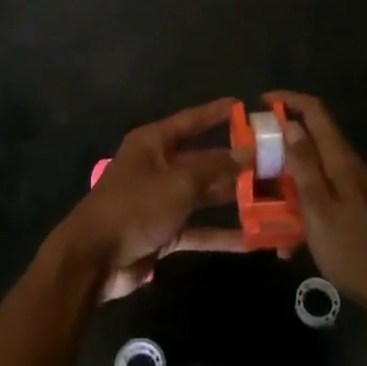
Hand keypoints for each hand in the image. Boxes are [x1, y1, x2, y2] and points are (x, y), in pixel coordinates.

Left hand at [55, 98, 253, 301]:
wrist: (93, 258)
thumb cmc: (134, 207)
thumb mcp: (178, 182)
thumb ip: (214, 167)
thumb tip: (246, 152)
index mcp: (154, 143)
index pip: (191, 121)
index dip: (217, 113)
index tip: (245, 107)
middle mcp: (158, 166)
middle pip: (203, 160)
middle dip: (235, 162)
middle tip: (273, 162)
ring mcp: (161, 200)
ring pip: (204, 195)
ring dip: (233, 199)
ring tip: (272, 198)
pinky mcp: (164, 231)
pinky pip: (199, 228)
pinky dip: (222, 234)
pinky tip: (253, 239)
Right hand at [269, 91, 366, 316]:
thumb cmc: (356, 251)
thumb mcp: (320, 209)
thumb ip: (304, 166)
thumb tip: (288, 123)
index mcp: (341, 161)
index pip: (315, 112)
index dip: (288, 100)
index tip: (259, 103)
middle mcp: (349, 168)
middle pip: (312, 139)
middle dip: (280, 142)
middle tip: (250, 157)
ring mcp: (354, 190)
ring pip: (313, 171)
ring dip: (286, 180)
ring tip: (259, 201)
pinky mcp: (355, 211)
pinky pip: (321, 198)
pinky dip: (300, 208)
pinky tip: (287, 241)